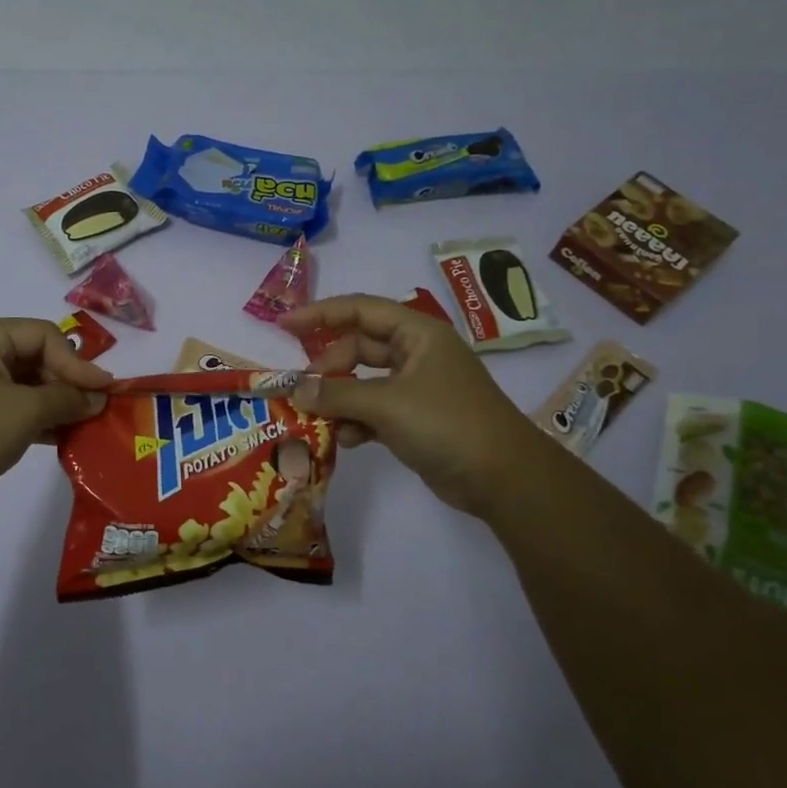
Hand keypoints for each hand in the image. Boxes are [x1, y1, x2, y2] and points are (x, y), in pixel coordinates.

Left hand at [0, 318, 109, 510]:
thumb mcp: (25, 411)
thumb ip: (66, 399)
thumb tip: (97, 398)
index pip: (43, 336)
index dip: (77, 362)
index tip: (103, 391)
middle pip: (36, 358)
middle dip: (67, 384)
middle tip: (96, 409)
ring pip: (27, 386)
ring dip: (56, 404)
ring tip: (85, 425)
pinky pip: (14, 408)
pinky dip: (38, 420)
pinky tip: (63, 438)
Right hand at [281, 294, 550, 515]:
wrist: (503, 478)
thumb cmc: (447, 423)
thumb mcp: (387, 404)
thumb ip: (337, 394)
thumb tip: (295, 390)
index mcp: (418, 334)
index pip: (360, 310)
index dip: (320, 313)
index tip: (283, 325)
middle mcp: (417, 354)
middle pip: (359, 347)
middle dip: (328, 367)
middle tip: (300, 388)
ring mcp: (417, 388)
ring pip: (364, 382)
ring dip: (339, 398)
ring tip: (315, 417)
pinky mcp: (415, 419)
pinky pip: (374, 410)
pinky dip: (356, 421)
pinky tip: (344, 439)